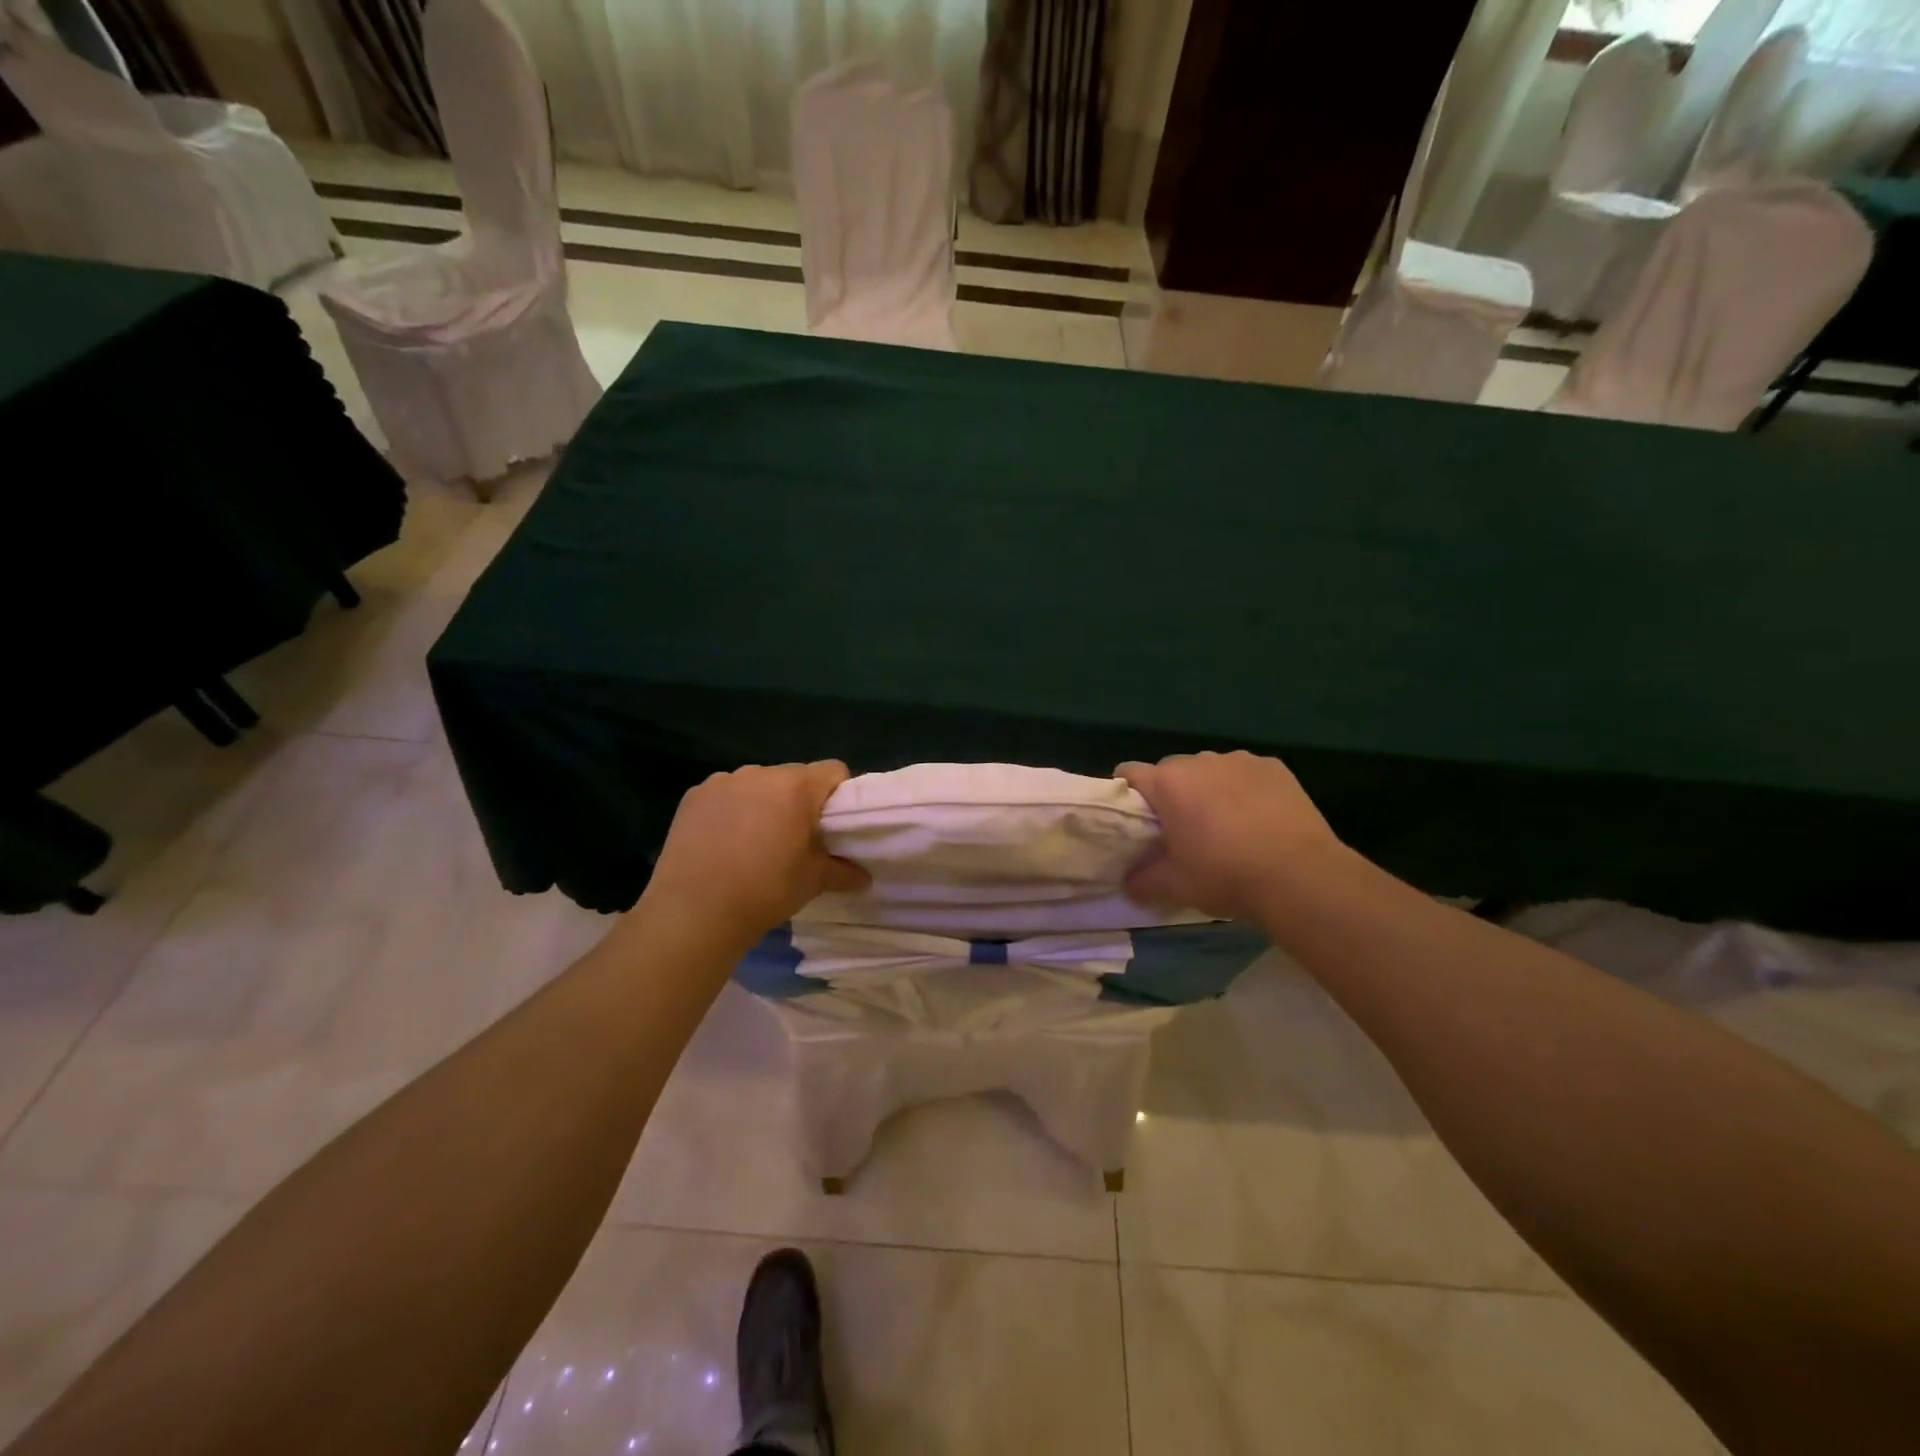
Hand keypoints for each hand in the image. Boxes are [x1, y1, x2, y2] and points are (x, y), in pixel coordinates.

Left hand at [640, 762, 869, 943]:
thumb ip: (844, 871)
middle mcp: (761, 773)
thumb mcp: (813, 882)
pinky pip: (726, 793)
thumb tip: (864, 878)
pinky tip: (724, 841)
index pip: (833, 770)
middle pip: (794, 776)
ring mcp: (723, 781)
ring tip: (755, 841)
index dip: (839, 794)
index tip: (833, 824)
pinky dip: (732, 809)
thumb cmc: (765, 891)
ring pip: (758, 783)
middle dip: (800, 800)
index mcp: (797, 787)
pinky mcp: (694, 795)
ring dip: (765, 803)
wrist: (694, 912)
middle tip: (796, 838)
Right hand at [1118, 751, 1343, 921]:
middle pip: (1171, 771)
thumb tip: (1127, 883)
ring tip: (1226, 826)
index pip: (1128, 772)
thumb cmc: (1225, 875)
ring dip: (1209, 790)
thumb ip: (1142, 879)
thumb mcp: (1175, 885)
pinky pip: (1246, 774)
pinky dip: (1244, 790)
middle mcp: (1199, 761)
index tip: (1136, 821)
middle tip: (1183, 831)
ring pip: (1210, 770)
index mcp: (1167, 783)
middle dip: (1172, 795)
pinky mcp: (1274, 767)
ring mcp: (1239, 760)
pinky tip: (1259, 819)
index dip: (1126, 794)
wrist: (1300, 876)